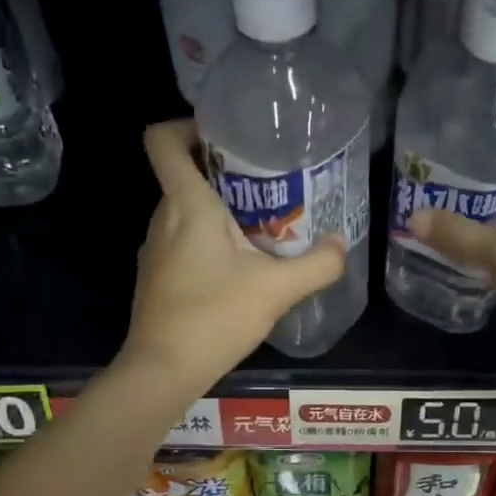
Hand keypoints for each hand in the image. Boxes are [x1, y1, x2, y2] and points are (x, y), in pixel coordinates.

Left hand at [118, 119, 345, 397]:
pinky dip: (207, 240)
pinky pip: (181, 240)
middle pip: (182, 174)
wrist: (163, 370)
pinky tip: (239, 267)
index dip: (186, 125)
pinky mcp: (157, 276)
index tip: (225, 136)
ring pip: (184, 210)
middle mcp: (163, 218)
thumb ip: (317, 265)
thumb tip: (340, 244)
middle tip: (267, 183)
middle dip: (222, 171)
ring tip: (261, 226)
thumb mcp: (276, 290)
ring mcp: (155, 249)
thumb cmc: (215, 317)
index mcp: (187, 204)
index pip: (162, 139)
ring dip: (218, 210)